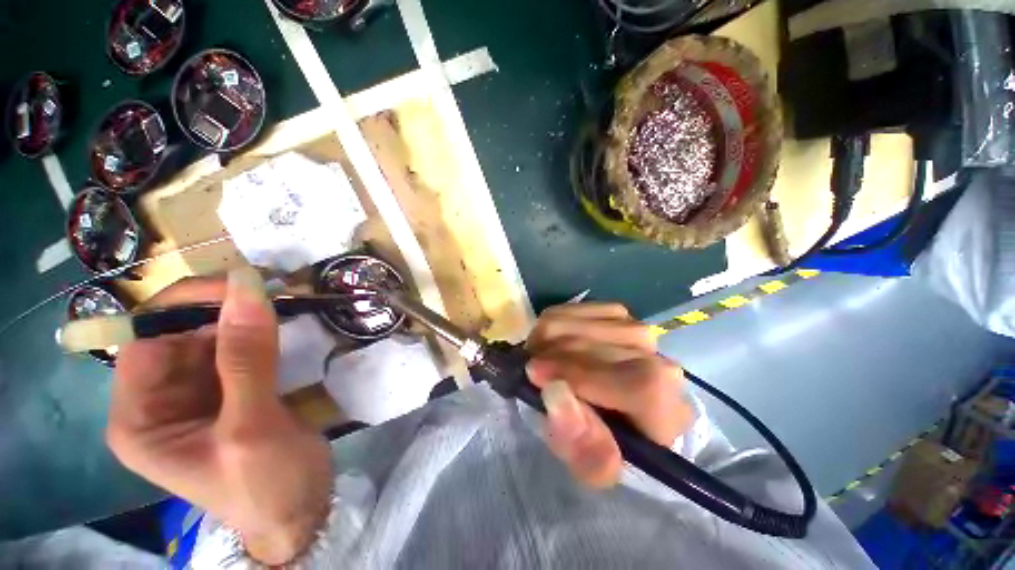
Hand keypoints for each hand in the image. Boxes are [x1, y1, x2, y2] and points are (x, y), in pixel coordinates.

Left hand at [106, 268, 332, 564]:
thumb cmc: (265, 485)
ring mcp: (198, 395)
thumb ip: (246, 358)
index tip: (242, 286)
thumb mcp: (250, 427)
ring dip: (247, 318)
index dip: (185, 306)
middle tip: (273, 290)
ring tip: (286, 303)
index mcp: (140, 418)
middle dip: (222, 310)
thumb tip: (247, 287)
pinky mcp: (232, 391)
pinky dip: (262, 333)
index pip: (146, 340)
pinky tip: (286, 324)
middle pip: (180, 335)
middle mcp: (160, 401)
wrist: (301, 511)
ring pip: (213, 337)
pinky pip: (240, 350)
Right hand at [525, 303, 692, 487]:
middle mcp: (659, 359)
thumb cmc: (608, 445)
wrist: (619, 414)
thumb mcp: (595, 468)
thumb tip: (554, 394)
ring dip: (545, 340)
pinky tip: (550, 344)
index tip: (534, 376)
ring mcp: (635, 328)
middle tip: (530, 373)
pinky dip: (551, 325)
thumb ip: (582, 445)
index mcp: (666, 407)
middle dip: (550, 357)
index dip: (579, 375)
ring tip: (539, 360)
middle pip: (596, 345)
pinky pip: (571, 309)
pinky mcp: (615, 313)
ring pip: (577, 322)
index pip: (634, 382)